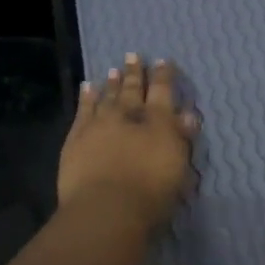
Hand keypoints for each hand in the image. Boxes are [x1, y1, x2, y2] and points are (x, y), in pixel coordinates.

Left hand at [58, 55, 199, 224]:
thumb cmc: (152, 195)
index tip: (163, 61)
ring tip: (113, 70)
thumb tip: (187, 115)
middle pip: (132, 89)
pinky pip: (83, 110)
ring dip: (112, 83)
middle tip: (133, 55)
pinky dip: (87, 97)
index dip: (164, 76)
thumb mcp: (179, 168)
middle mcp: (129, 115)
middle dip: (135, 73)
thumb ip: (182, 138)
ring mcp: (100, 123)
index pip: (163, 92)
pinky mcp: (77, 137)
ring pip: (107, 96)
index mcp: (159, 122)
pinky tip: (88, 87)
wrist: (106, 208)